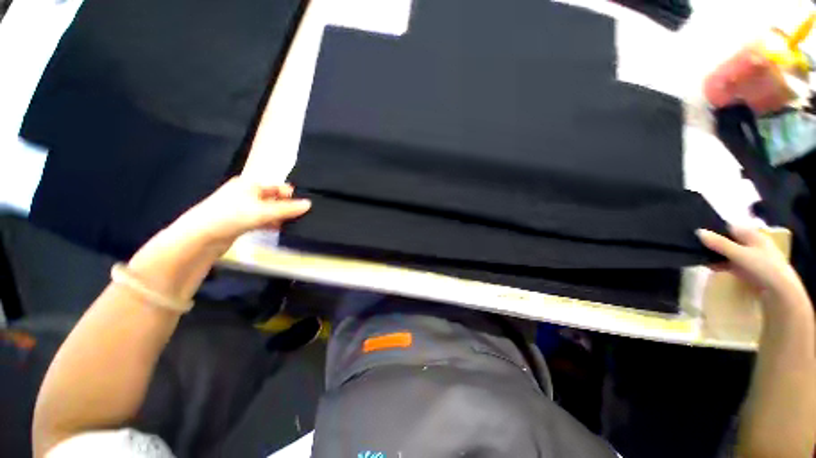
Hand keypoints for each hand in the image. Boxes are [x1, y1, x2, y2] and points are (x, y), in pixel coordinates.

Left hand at [126, 177, 309, 299]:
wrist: (200, 238)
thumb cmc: (231, 216)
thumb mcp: (263, 211)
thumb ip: (287, 209)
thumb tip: (310, 204)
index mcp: (250, 184)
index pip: (277, 186)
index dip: (291, 195)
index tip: (304, 206)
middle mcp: (246, 193)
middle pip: (274, 198)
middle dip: (287, 207)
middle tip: (301, 216)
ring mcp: (242, 208)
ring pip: (268, 210)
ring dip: (279, 216)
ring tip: (293, 224)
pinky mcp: (240, 221)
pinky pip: (261, 219)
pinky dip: (270, 223)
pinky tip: (278, 229)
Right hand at [697, 226, 809, 313]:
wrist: (779, 291)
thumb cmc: (763, 266)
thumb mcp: (739, 254)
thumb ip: (719, 243)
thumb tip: (698, 231)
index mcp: (751, 234)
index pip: (729, 227)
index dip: (714, 228)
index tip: (697, 231)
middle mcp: (749, 243)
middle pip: (726, 239)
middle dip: (711, 241)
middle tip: (693, 243)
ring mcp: (747, 257)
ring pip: (725, 252)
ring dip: (713, 253)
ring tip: (696, 255)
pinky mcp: (744, 269)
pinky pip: (727, 263)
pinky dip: (717, 263)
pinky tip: (707, 265)